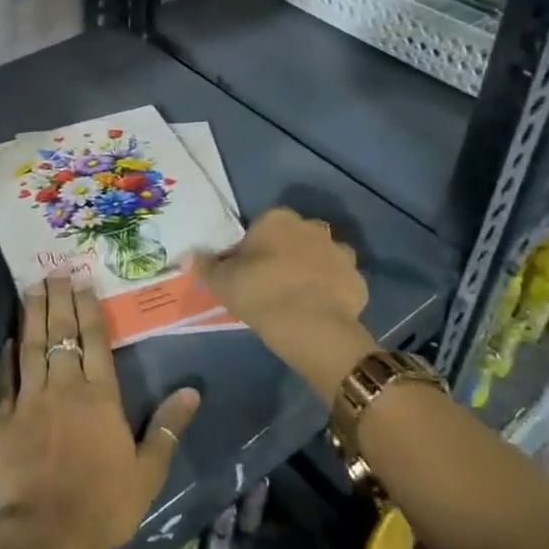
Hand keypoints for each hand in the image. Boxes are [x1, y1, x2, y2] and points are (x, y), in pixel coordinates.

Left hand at [0, 275, 199, 548]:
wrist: (47, 534)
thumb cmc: (104, 504)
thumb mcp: (148, 471)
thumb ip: (168, 428)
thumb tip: (192, 391)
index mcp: (101, 396)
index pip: (95, 342)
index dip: (88, 310)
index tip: (82, 282)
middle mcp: (65, 387)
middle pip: (61, 334)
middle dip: (58, 300)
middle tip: (53, 272)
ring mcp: (31, 400)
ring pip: (32, 347)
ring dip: (32, 316)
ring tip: (31, 288)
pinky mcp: (5, 419)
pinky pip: (6, 379)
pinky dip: (6, 357)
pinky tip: (6, 340)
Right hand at [190, 207, 374, 400]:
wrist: (312, 328)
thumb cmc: (261, 294)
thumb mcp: (222, 282)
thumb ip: (206, 266)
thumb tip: (190, 256)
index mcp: (277, 219)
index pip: (261, 226)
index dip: (252, 249)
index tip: (246, 271)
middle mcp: (311, 227)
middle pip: (294, 237)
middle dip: (286, 253)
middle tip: (270, 283)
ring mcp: (339, 252)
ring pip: (321, 256)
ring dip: (312, 269)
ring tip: (296, 297)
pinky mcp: (358, 279)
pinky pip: (339, 281)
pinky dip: (330, 291)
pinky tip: (318, 310)